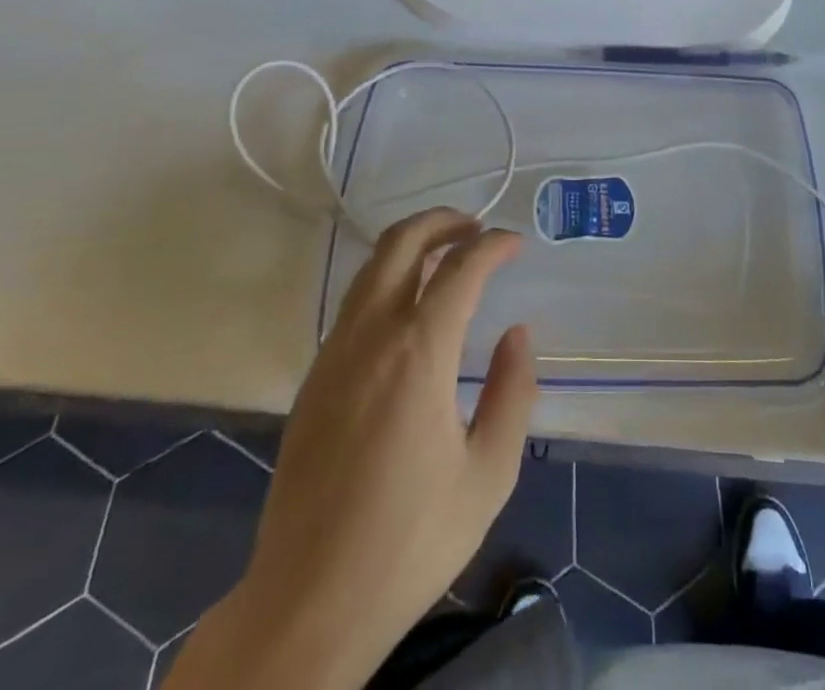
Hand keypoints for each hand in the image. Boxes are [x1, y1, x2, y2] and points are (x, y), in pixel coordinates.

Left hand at [165, 209, 536, 689]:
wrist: (308, 604)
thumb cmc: (410, 541)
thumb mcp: (489, 473)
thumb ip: (512, 392)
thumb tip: (517, 335)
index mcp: (418, 353)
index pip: (461, 268)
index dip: (493, 245)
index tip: (516, 244)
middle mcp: (371, 337)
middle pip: (402, 244)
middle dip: (444, 222)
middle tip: (477, 229)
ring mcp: (334, 355)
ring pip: (372, 268)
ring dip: (413, 247)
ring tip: (448, 257)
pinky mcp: (314, 380)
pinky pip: (355, 304)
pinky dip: (388, 282)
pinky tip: (410, 311)